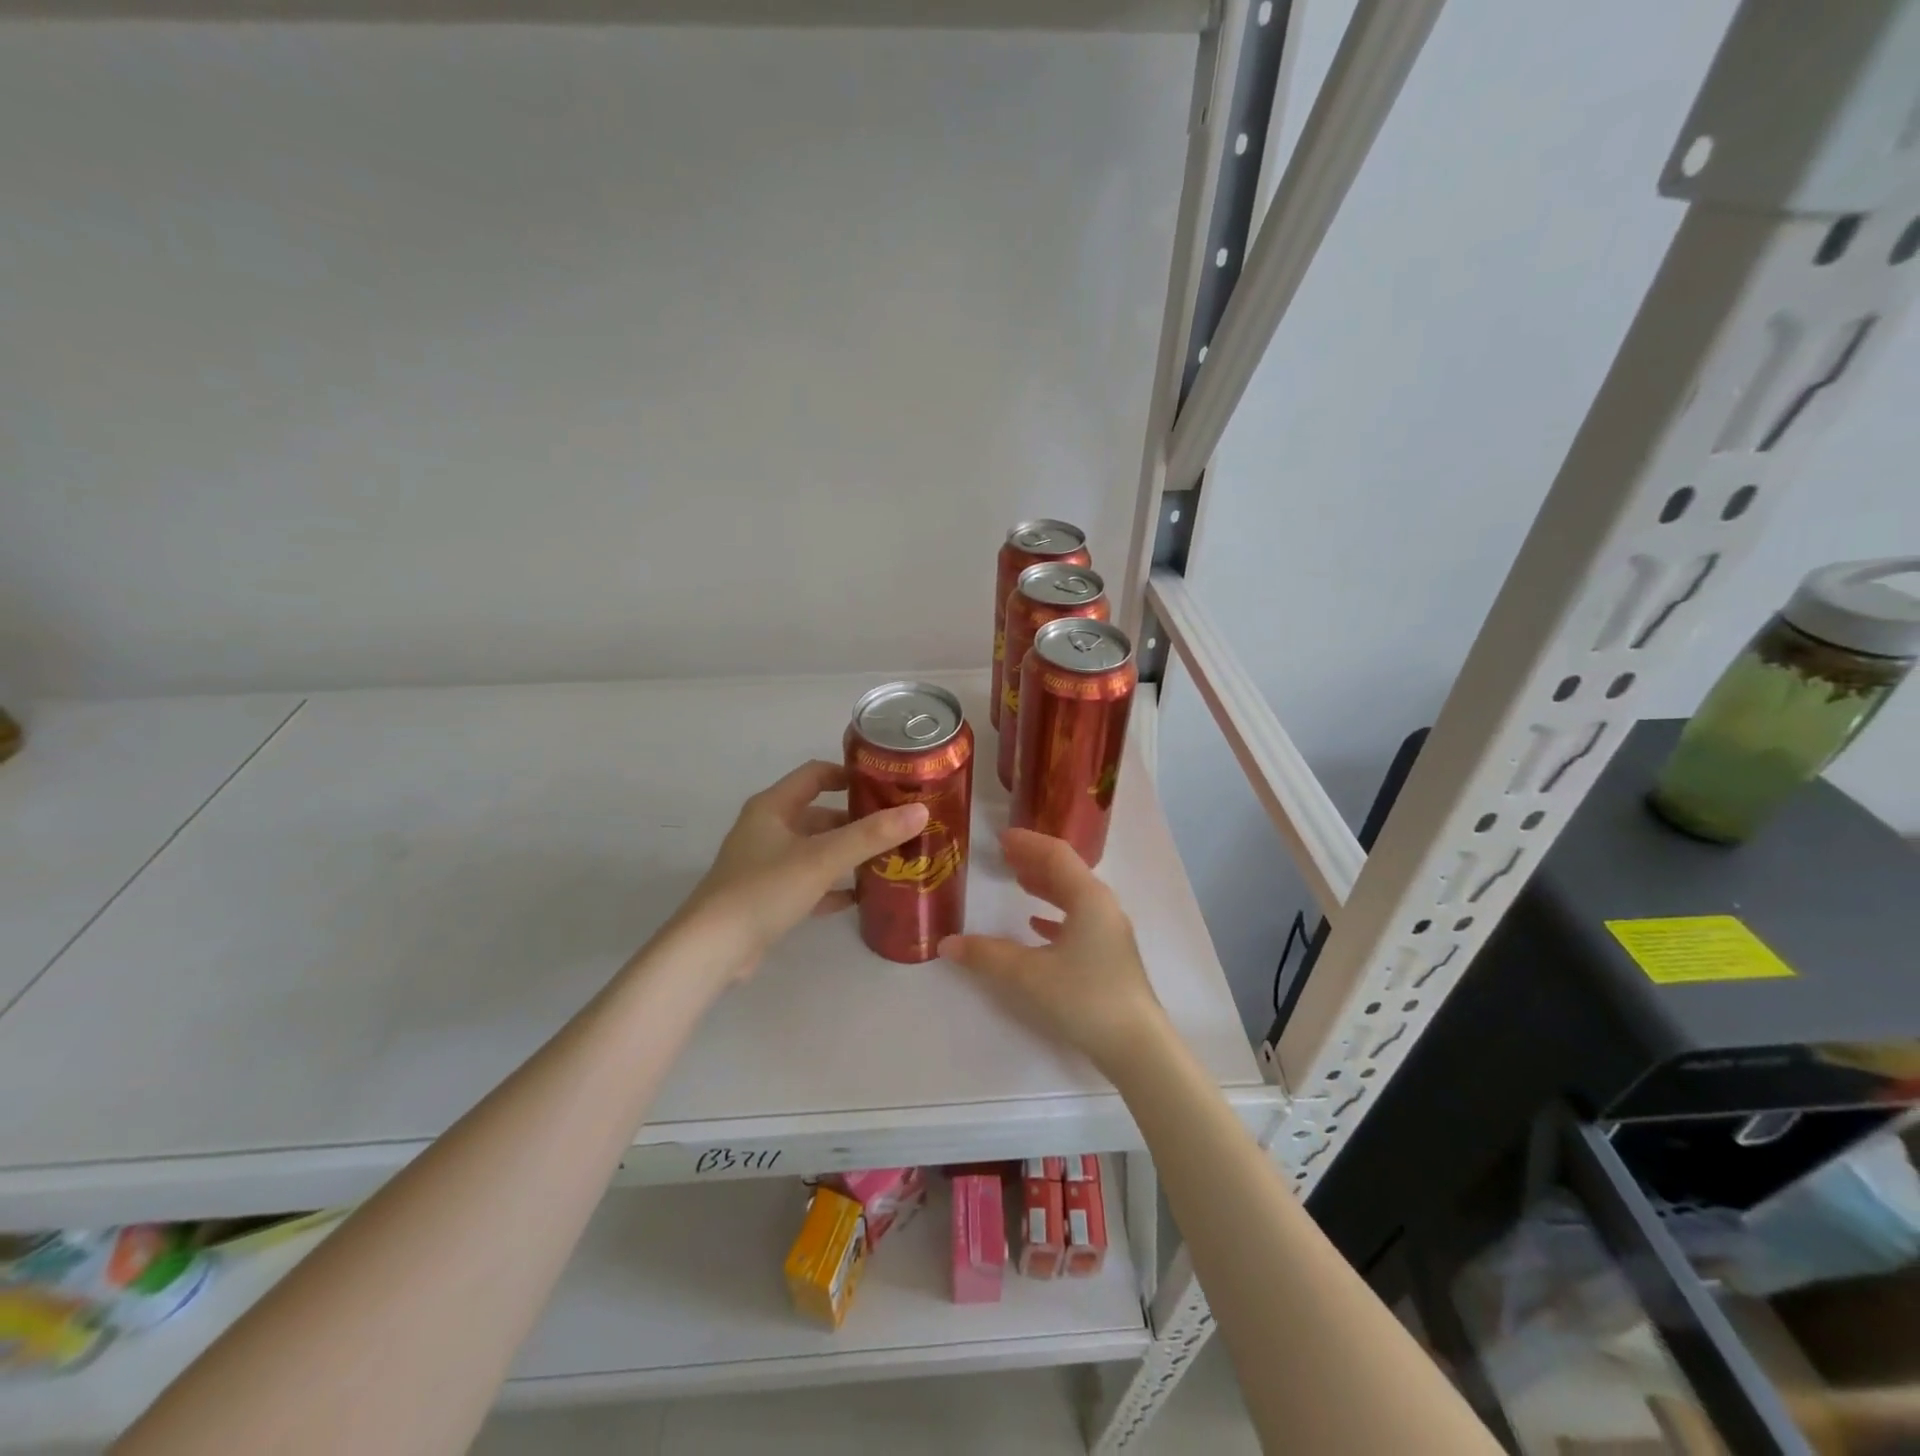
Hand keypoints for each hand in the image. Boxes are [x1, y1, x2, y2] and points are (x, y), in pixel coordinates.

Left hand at [670, 760, 927, 979]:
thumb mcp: (822, 858)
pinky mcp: (768, 897)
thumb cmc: (765, 889)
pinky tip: (860, 895)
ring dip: (846, 852)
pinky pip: (808, 882)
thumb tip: (920, 811)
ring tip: (887, 857)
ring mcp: (766, 864)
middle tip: (896, 825)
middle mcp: (767, 829)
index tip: (886, 783)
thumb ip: (871, 835)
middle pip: (818, 813)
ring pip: (815, 849)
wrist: (713, 949)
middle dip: (856, 818)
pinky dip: (833, 885)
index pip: (814, 774)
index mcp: (773, 807)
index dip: (849, 774)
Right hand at [939, 829, 1165, 1070]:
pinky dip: (1055, 915)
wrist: (1136, 1046)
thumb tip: (947, 943)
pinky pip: (1079, 922)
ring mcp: (1109, 932)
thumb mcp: (1028, 974)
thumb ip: (986, 955)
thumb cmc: (1084, 997)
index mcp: (1089, 897)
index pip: (1056, 854)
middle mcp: (1103, 907)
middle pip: (1066, 872)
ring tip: (1017, 881)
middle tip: (1004, 855)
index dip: (1028, 843)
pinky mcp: (1109, 957)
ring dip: (1045, 886)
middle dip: (1034, 861)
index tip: (1001, 837)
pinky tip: (1036, 925)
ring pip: (1073, 897)